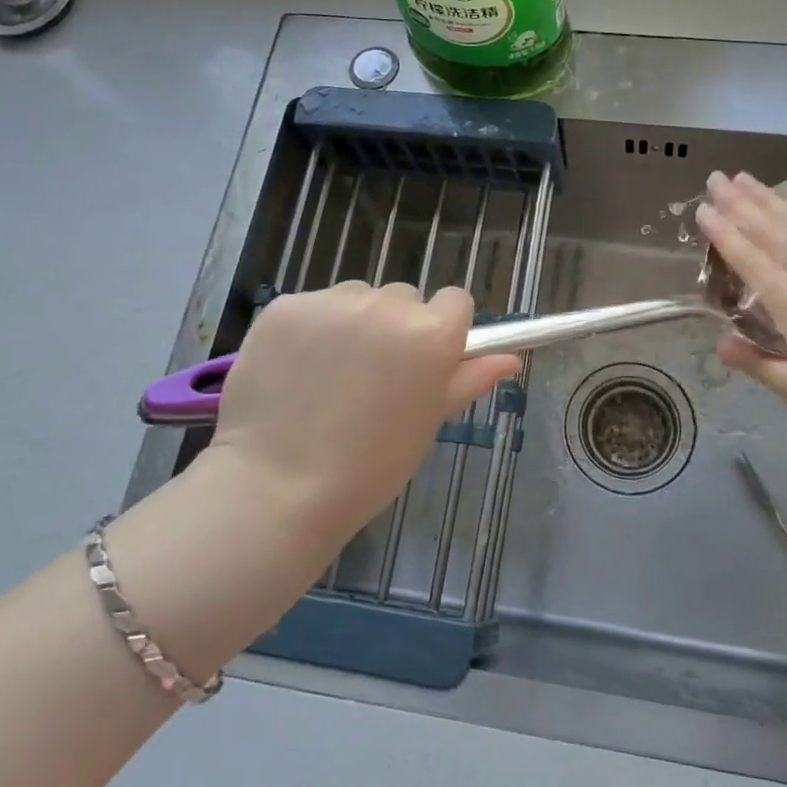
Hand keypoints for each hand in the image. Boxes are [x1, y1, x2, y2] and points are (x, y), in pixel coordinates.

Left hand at [196, 283, 518, 545]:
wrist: (277, 488)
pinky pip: (313, 307)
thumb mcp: (428, 422)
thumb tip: (510, 357)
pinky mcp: (286, 306)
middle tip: (374, 377)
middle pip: (404, 299)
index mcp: (431, 333)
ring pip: (357, 298)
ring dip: (353, 323)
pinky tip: (296, 370)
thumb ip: (468, 380)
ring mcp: (332, 302)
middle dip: (397, 327)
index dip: (444, 329)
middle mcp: (387, 305)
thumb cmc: (369, 466)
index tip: (425, 361)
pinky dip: (310, 330)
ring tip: (330, 375)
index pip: (454, 301)